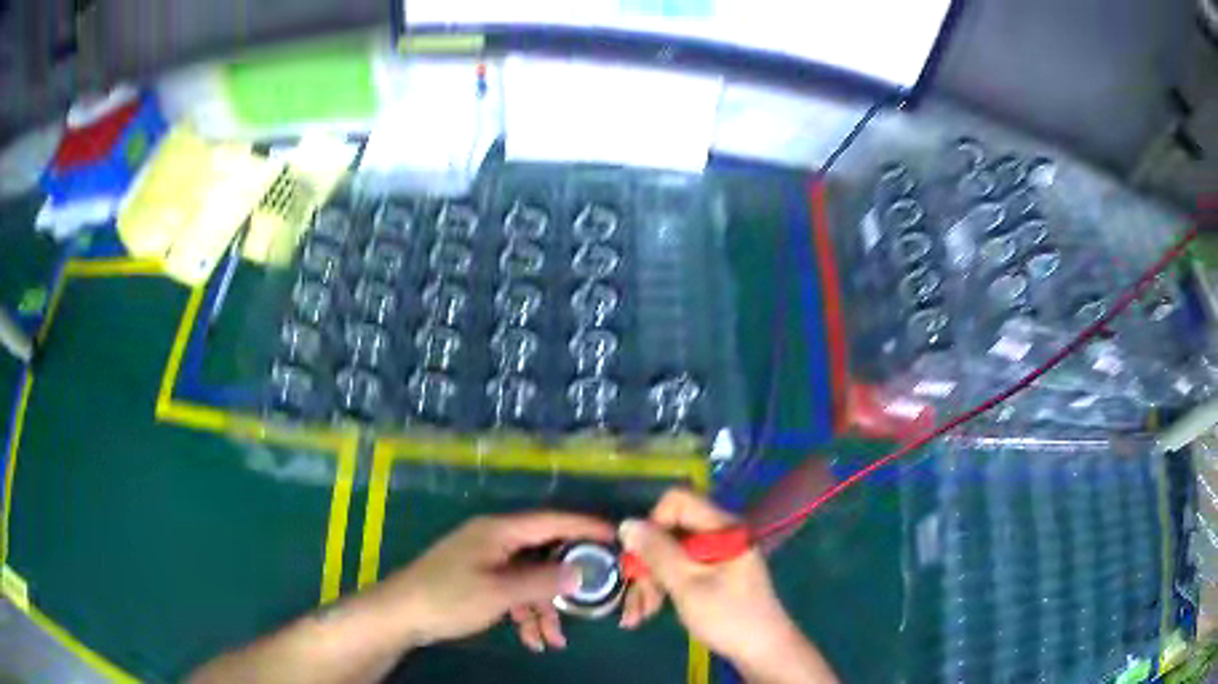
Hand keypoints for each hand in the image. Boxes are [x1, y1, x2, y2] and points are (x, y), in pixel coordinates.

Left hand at [368, 512, 614, 652]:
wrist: (401, 615)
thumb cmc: (448, 597)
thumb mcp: (500, 592)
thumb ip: (543, 581)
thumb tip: (583, 572)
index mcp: (500, 531)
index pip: (553, 521)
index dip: (586, 528)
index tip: (618, 538)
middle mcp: (496, 540)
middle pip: (544, 554)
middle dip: (566, 583)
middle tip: (592, 602)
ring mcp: (487, 560)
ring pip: (530, 579)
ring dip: (544, 608)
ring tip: (553, 639)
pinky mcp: (479, 579)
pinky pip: (513, 591)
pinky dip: (525, 612)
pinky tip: (532, 638)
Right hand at [618, 490, 836, 682]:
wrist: (763, 651)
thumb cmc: (728, 617)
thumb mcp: (688, 585)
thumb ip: (658, 553)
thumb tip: (627, 523)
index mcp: (723, 528)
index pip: (677, 502)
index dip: (653, 524)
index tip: (640, 557)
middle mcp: (720, 535)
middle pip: (670, 533)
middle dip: (646, 566)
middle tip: (633, 600)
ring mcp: (718, 556)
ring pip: (670, 556)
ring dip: (649, 583)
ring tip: (637, 616)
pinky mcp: (714, 574)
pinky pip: (680, 571)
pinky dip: (662, 589)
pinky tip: (647, 613)